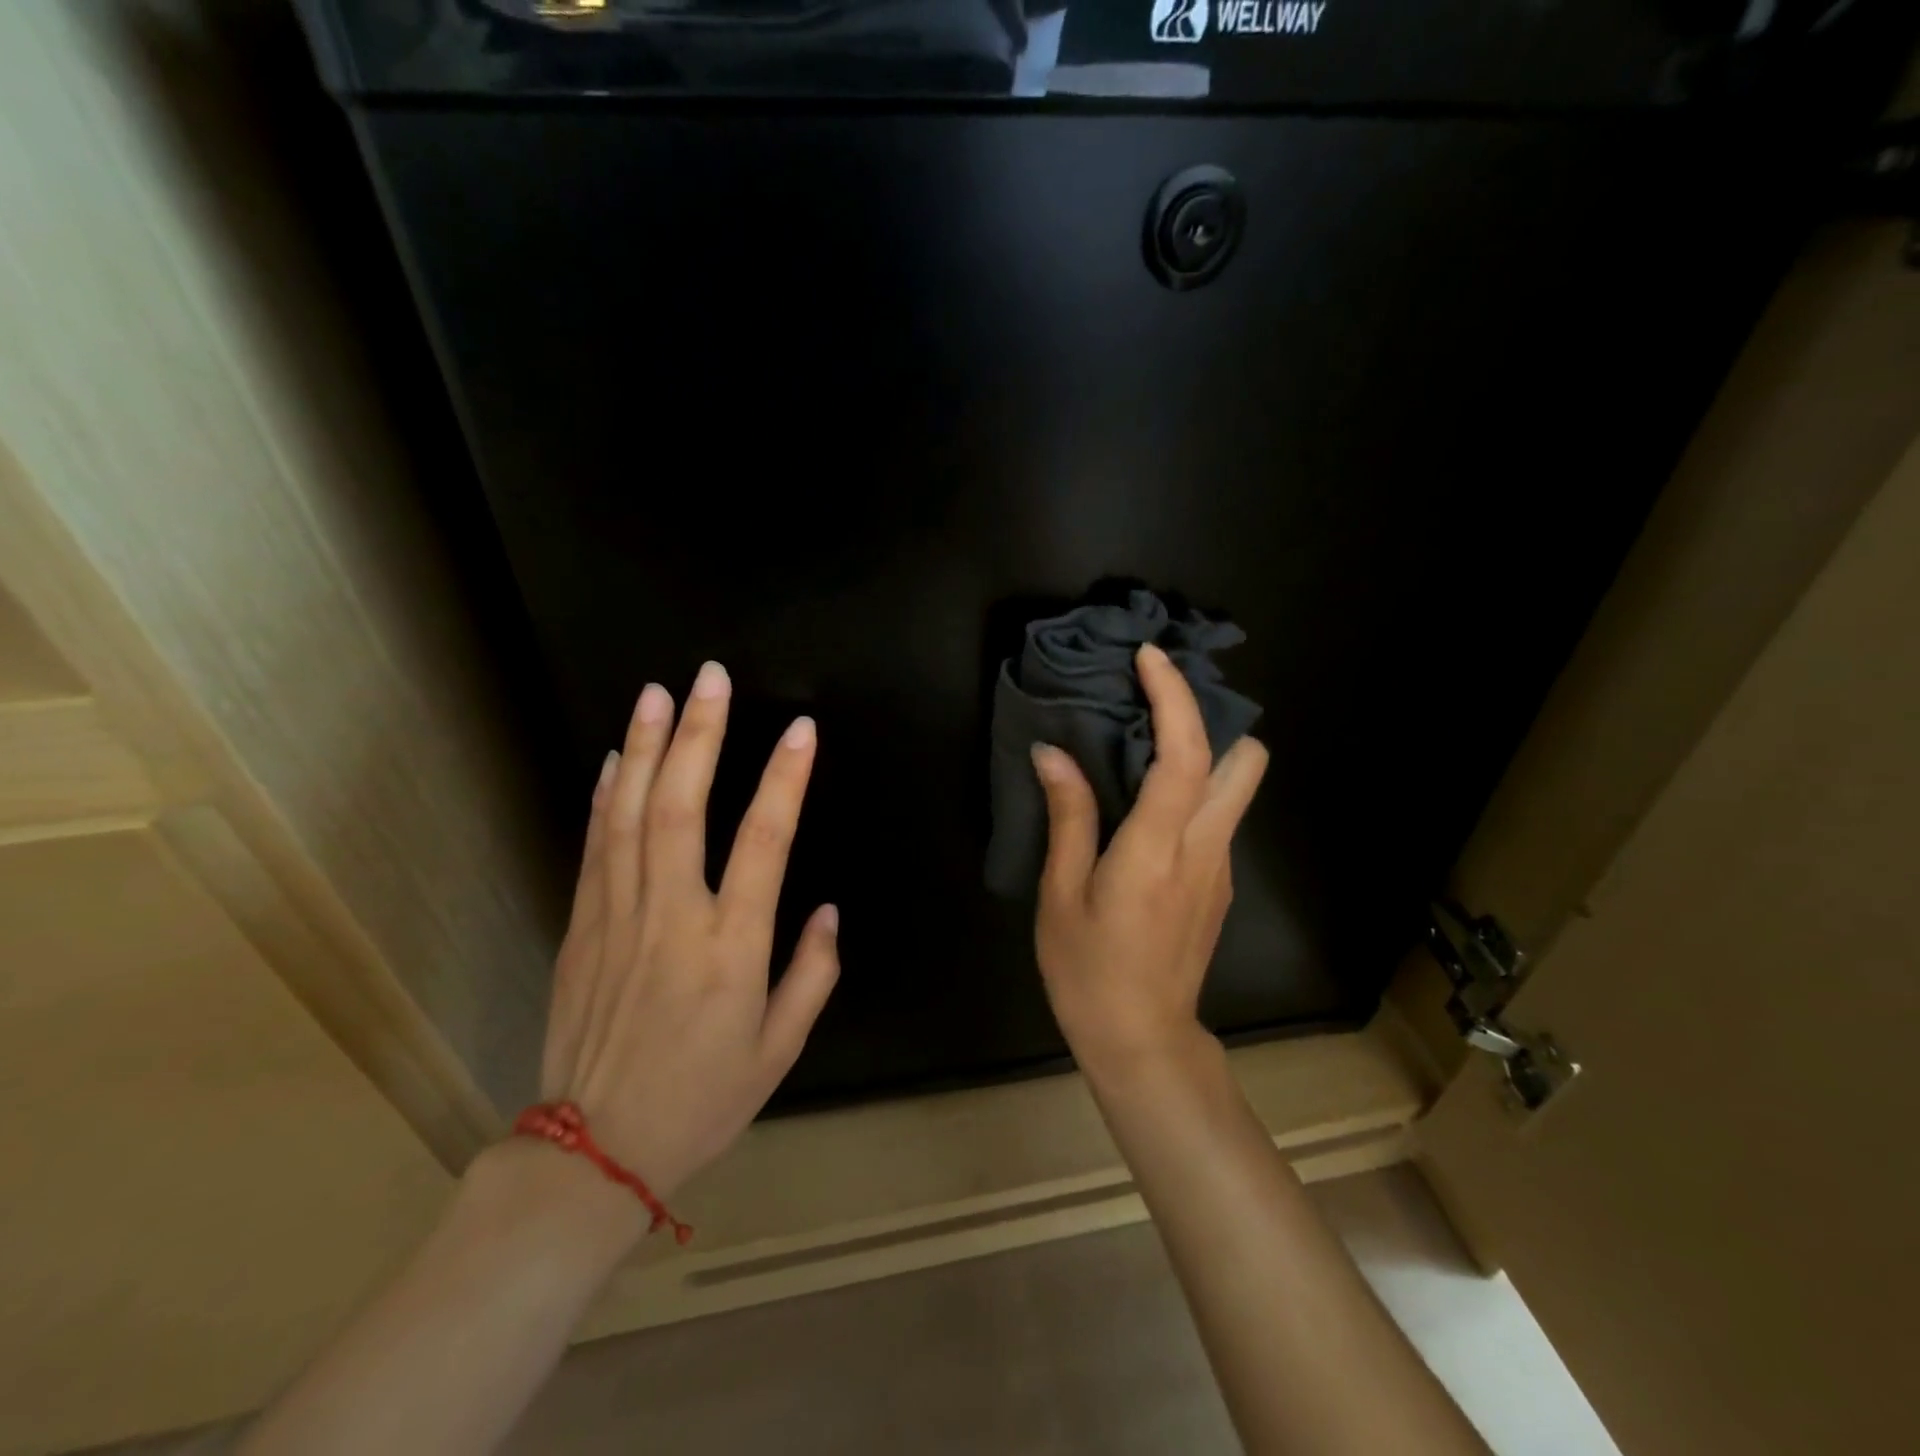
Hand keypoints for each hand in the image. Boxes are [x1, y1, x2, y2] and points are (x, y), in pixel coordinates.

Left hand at [539, 661, 839, 1205]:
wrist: (591, 1153)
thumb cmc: (701, 1100)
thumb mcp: (780, 1051)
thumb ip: (811, 974)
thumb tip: (825, 910)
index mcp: (731, 949)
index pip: (764, 842)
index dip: (785, 780)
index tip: (801, 730)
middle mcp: (672, 918)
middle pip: (682, 809)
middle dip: (699, 736)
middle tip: (710, 678)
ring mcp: (617, 918)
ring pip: (631, 816)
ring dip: (646, 749)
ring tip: (658, 693)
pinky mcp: (581, 927)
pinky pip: (594, 848)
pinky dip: (606, 796)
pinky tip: (616, 758)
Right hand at [1030, 643, 1267, 1079]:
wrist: (1141, 1040)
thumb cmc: (1088, 970)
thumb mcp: (1061, 894)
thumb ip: (1068, 817)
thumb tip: (1053, 753)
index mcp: (1158, 849)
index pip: (1185, 755)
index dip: (1174, 697)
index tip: (1149, 659)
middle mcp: (1204, 849)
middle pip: (1245, 761)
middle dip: (1212, 718)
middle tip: (1157, 705)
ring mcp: (1220, 867)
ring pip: (1237, 787)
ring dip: (1205, 749)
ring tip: (1146, 741)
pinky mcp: (1218, 883)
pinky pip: (1217, 814)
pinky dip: (1194, 786)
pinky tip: (1146, 798)